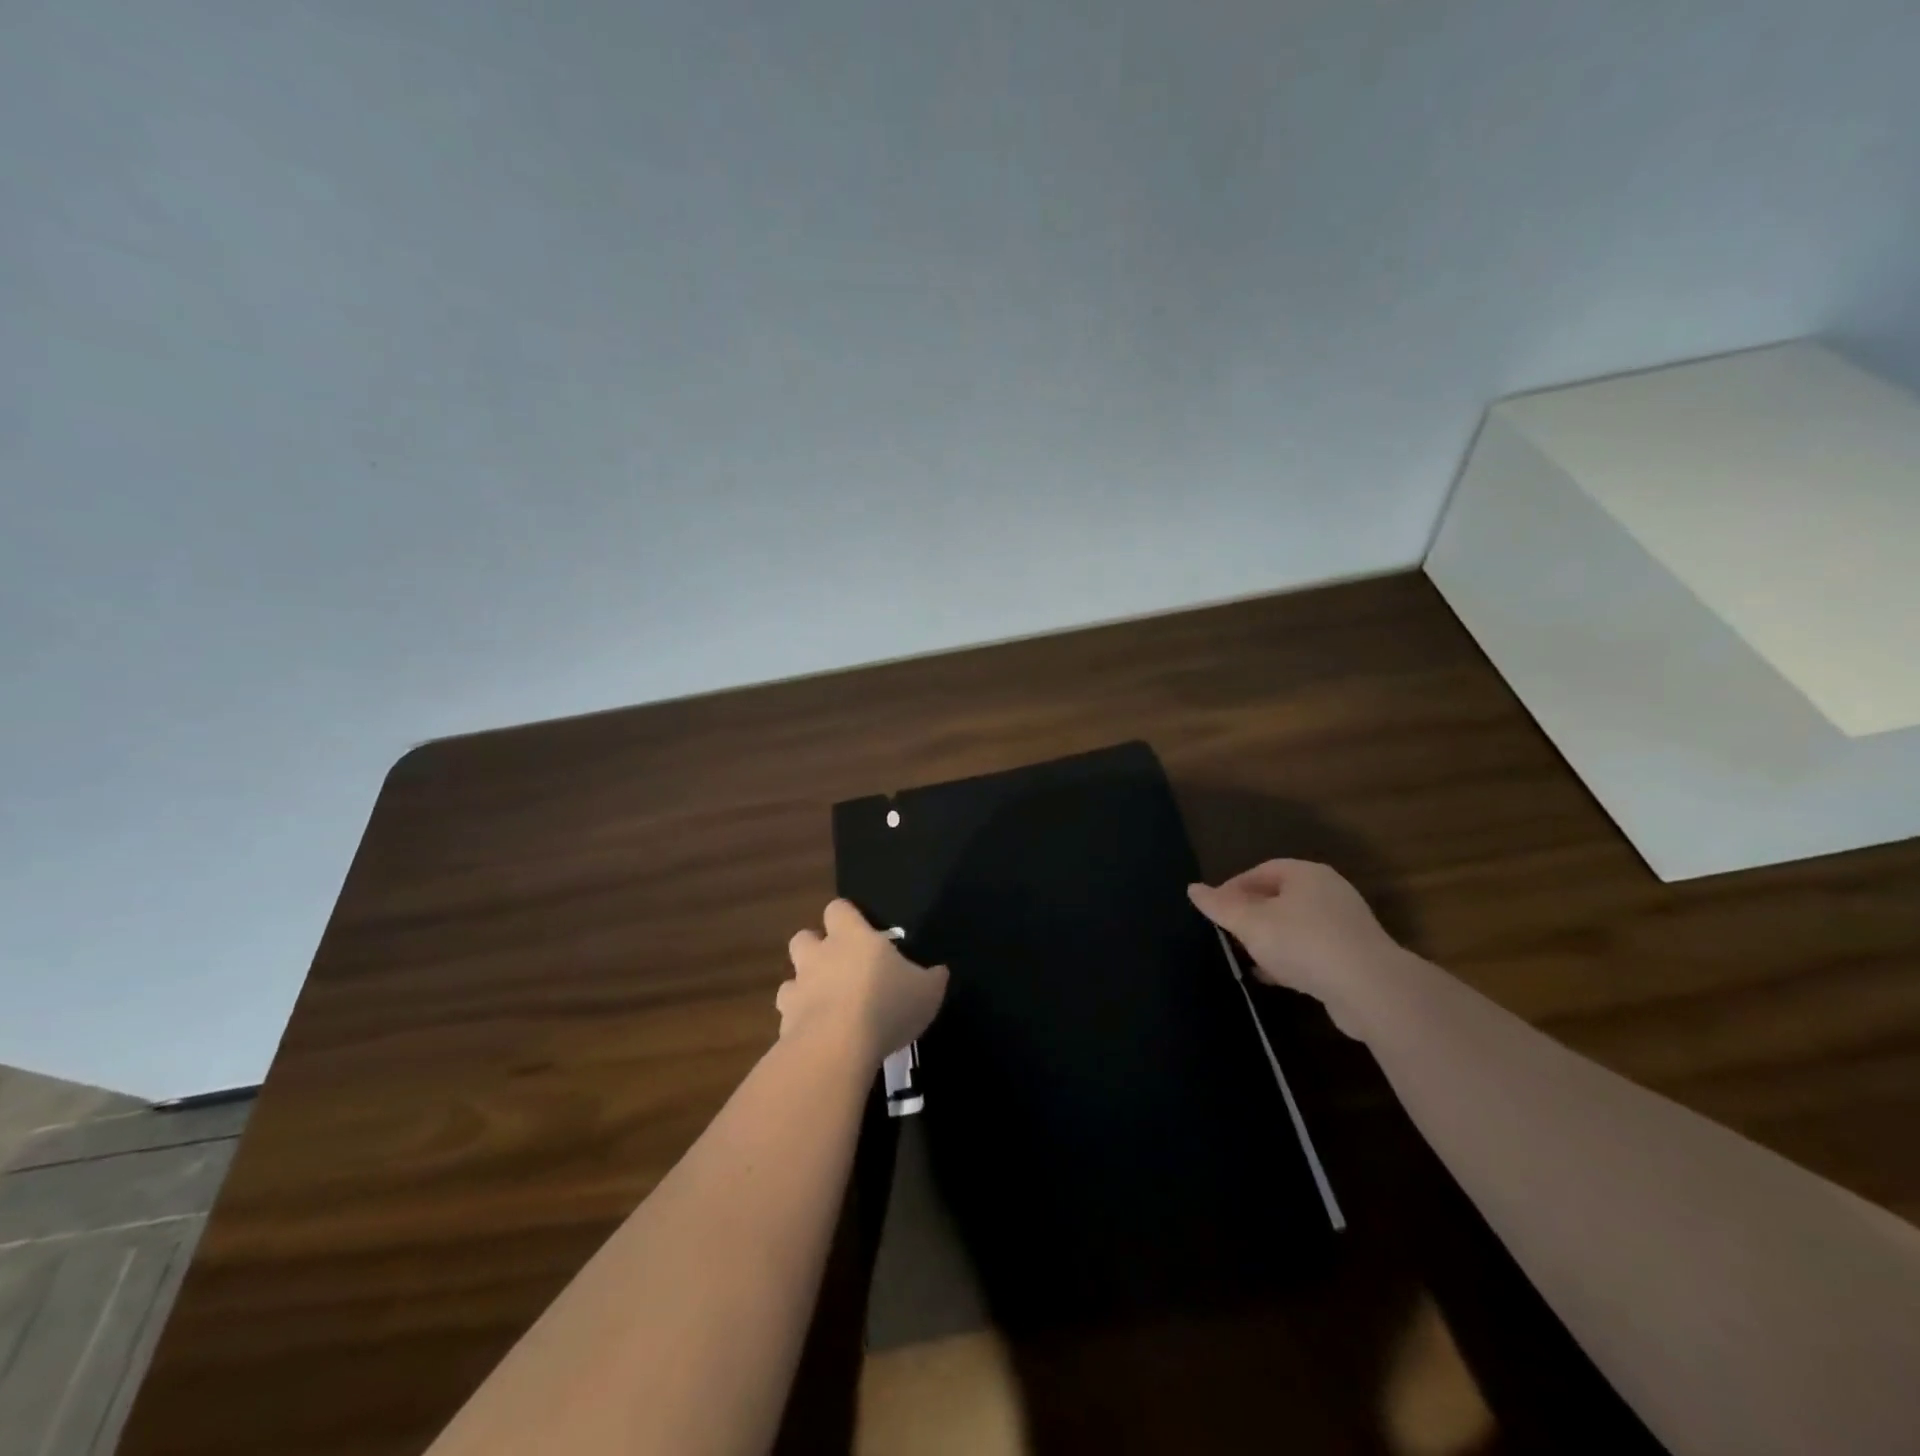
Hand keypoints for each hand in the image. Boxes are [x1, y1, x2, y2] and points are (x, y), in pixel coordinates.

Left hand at [781, 900, 949, 1065]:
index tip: (859, 932)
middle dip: (815, 949)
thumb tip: (939, 972)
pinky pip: (789, 1015)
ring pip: (791, 977)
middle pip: (804, 937)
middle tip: (838, 968)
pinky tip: (818, 1036)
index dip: (846, 918)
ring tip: (826, 1005)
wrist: (837, 1046)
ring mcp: (798, 987)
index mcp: (852, 937)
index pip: (838, 909)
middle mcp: (820, 955)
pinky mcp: (784, 1021)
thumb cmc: (886, 1005)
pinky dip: (800, 1022)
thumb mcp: (927, 991)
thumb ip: (931, 978)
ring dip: (804, 987)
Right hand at [1188, 860, 1406, 1037]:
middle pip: (1278, 898)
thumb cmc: (1303, 943)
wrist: (1370, 989)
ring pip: (1295, 927)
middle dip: (1250, 915)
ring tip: (1246, 958)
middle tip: (1228, 934)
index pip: (1260, 871)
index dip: (1233, 888)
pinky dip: (1290, 960)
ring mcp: (1345, 925)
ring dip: (1269, 941)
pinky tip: (1273, 977)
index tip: (1215, 911)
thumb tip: (1192, 888)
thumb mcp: (1251, 923)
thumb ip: (1220, 906)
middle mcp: (1328, 892)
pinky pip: (1312, 951)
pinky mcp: (1354, 957)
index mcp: (1305, 874)